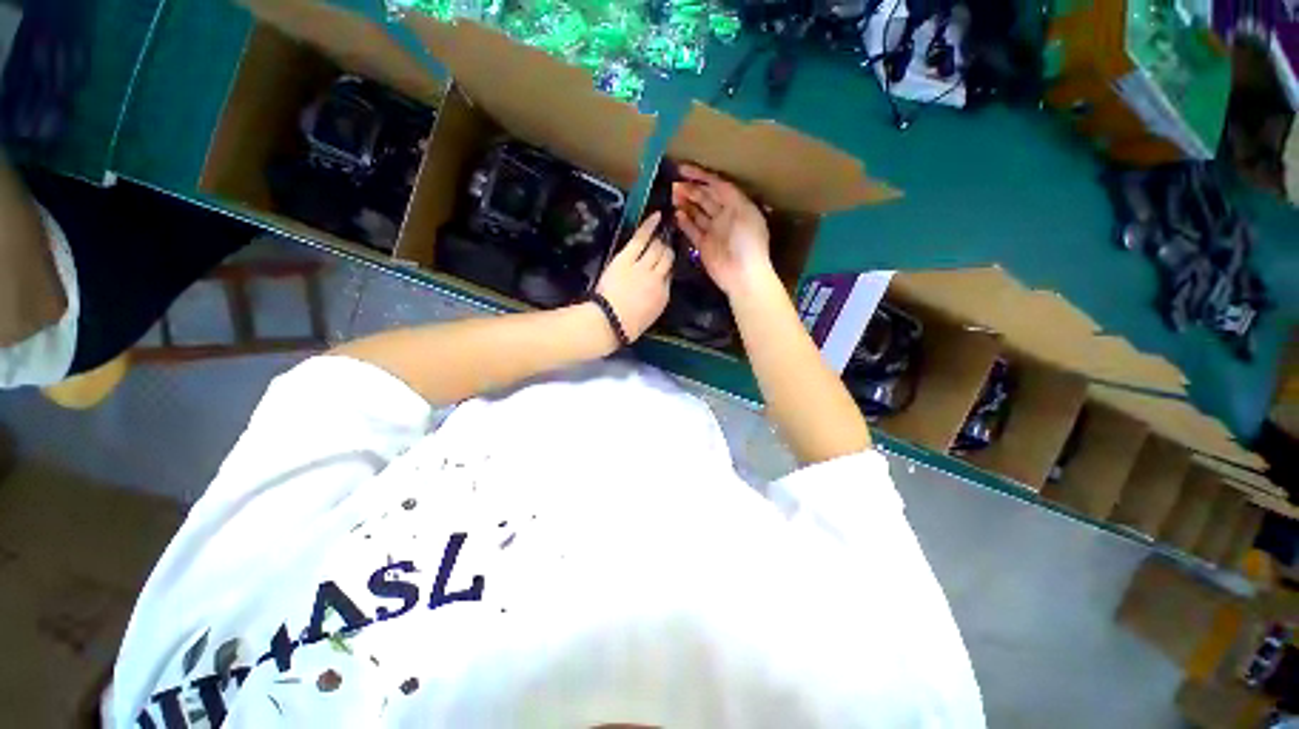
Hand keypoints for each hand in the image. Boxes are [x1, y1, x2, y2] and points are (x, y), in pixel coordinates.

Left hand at [594, 211, 673, 342]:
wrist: (609, 322)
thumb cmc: (625, 326)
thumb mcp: (649, 316)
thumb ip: (655, 300)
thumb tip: (655, 290)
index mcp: (664, 297)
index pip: (670, 276)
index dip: (667, 268)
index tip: (665, 263)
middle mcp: (658, 279)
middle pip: (667, 259)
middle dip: (667, 250)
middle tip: (665, 242)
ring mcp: (643, 267)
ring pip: (658, 247)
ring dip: (660, 238)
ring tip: (663, 228)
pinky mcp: (627, 258)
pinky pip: (642, 238)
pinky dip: (649, 225)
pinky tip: (656, 215)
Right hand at [671, 164, 772, 297]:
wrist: (743, 275)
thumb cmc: (747, 241)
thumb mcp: (743, 211)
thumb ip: (728, 195)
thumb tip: (711, 183)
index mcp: (737, 205)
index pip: (717, 185)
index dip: (701, 176)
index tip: (683, 169)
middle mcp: (725, 216)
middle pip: (705, 198)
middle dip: (690, 189)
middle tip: (674, 184)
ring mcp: (713, 231)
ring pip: (696, 212)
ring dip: (685, 203)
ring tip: (672, 195)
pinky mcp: (704, 246)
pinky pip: (692, 230)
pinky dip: (684, 222)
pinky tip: (676, 214)